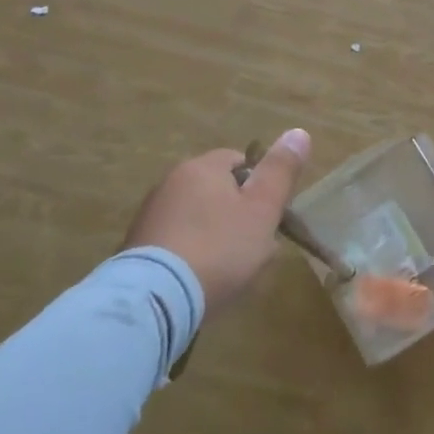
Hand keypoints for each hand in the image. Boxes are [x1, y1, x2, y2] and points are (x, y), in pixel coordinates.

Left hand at [122, 129, 310, 317]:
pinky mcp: (134, 250)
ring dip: (213, 238)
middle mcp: (170, 182)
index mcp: (202, 167)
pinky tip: (198, 282)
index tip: (268, 217)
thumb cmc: (219, 248)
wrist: (154, 302)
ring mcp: (148, 217)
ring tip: (227, 272)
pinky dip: (190, 257)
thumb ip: (281, 170)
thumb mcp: (263, 209)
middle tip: (253, 248)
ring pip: (197, 219)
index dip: (260, 187)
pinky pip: (175, 244)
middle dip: (237, 215)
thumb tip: (299, 132)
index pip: (240, 161)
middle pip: (217, 191)